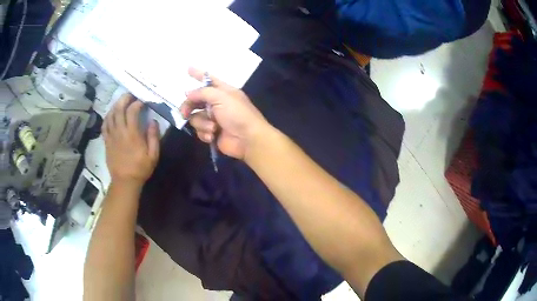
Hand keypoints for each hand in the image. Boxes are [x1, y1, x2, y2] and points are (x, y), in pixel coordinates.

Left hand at [102, 94, 159, 185]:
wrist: (125, 182)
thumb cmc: (140, 169)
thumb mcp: (153, 155)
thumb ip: (153, 137)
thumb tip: (153, 121)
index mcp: (132, 134)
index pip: (132, 111)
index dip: (137, 103)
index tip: (143, 102)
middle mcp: (120, 131)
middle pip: (119, 109)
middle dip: (124, 99)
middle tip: (130, 95)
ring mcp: (111, 136)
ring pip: (110, 115)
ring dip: (115, 105)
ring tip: (121, 102)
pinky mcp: (106, 141)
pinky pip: (104, 125)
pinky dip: (107, 117)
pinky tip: (111, 115)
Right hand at [180, 68, 268, 159]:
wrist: (248, 139)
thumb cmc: (237, 114)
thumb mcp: (221, 97)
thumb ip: (203, 92)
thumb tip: (188, 93)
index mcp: (223, 91)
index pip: (208, 79)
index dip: (198, 74)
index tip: (188, 68)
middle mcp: (217, 103)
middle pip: (196, 101)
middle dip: (189, 106)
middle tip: (184, 113)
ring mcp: (214, 119)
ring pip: (196, 117)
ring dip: (202, 123)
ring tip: (213, 128)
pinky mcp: (212, 133)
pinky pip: (200, 130)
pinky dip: (205, 133)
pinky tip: (212, 136)